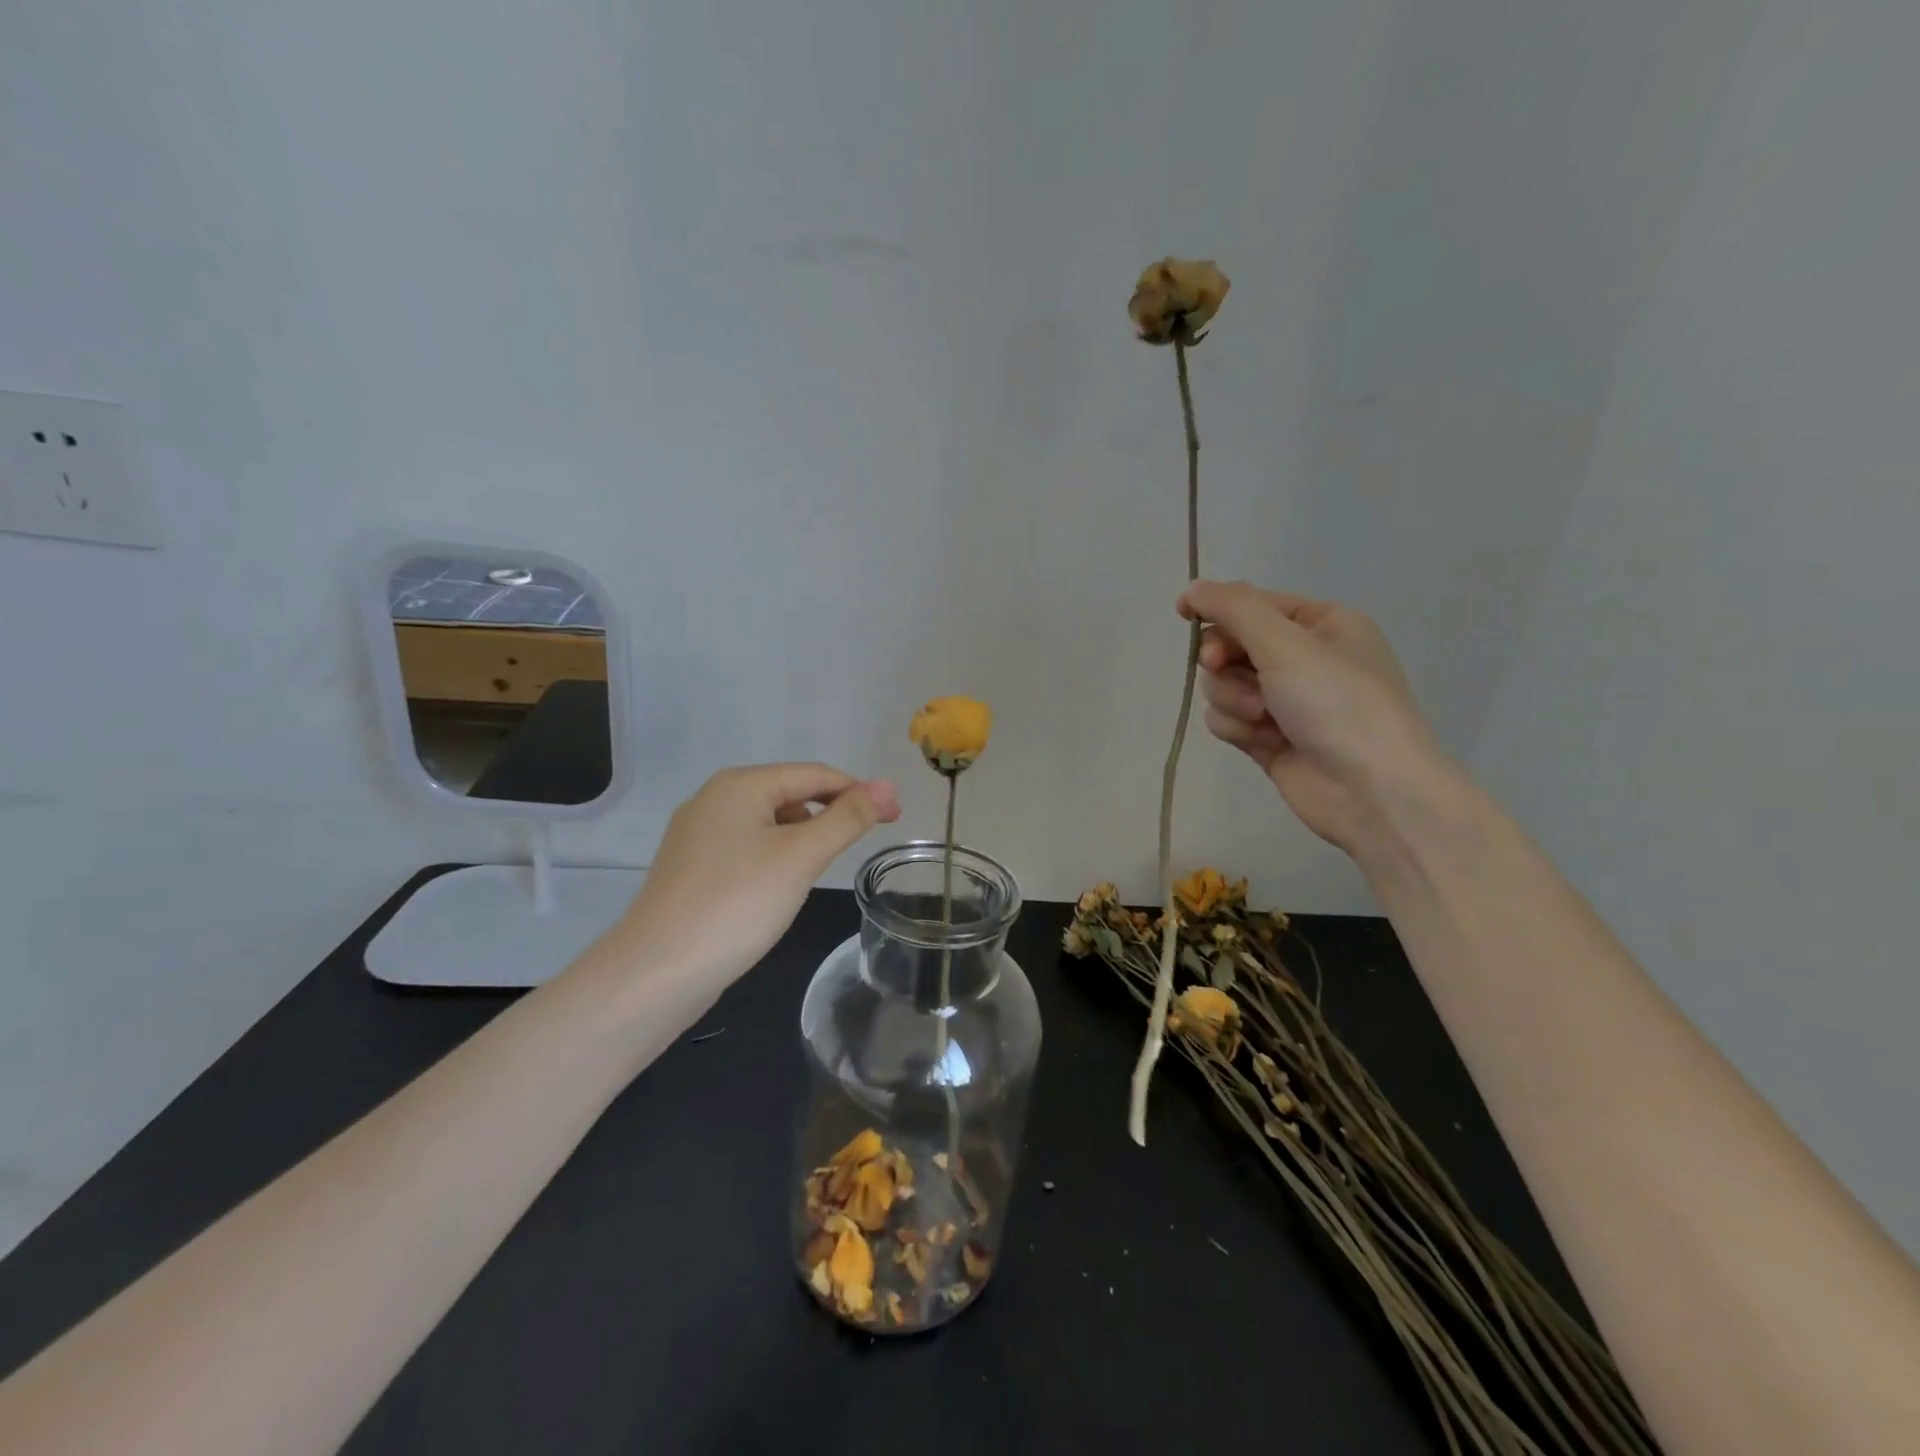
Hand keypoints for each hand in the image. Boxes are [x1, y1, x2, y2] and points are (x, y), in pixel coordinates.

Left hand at [615, 764, 900, 990]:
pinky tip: (782, 885)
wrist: (656, 973)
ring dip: (804, 836)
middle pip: (790, 793)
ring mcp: (698, 833)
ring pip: (769, 822)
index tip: (895, 819)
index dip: (859, 792)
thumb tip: (888, 785)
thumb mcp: (801, 857)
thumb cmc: (737, 904)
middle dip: (831, 813)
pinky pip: (747, 846)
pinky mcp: (692, 866)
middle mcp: (715, 798)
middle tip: (865, 843)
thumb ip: (847, 817)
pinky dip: (776, 856)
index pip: (815, 774)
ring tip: (823, 868)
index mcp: (740, 784)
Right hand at [1179, 580, 1456, 854]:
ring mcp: (1286, 702)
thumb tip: (1192, 588)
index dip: (1218, 609)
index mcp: (1322, 625)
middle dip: (1225, 661)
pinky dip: (1237, 728)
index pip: (1254, 604)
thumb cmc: (1338, 704)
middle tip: (1221, 667)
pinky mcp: (1269, 739)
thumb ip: (1234, 609)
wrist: (1372, 792)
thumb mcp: (1287, 643)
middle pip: (1232, 646)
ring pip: (1223, 685)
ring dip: (1233, 699)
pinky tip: (1263, 741)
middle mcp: (1304, 659)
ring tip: (1263, 718)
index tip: (1185, 615)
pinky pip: (1228, 719)